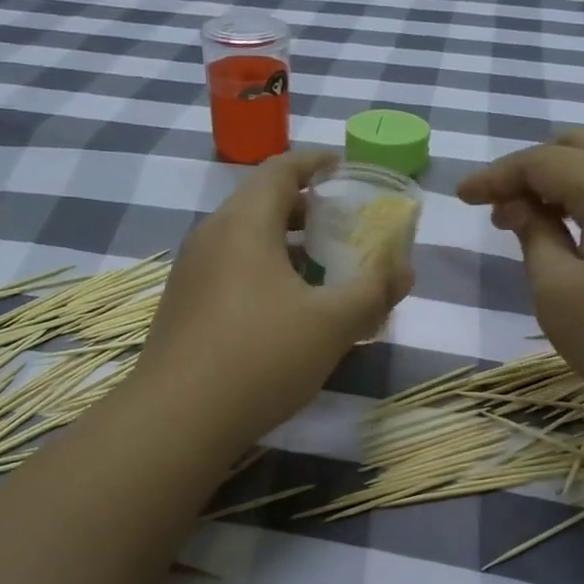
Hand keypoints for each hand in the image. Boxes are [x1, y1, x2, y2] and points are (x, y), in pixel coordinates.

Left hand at [137, 151, 414, 441]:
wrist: (177, 420)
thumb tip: (405, 269)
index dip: (316, 162)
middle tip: (342, 226)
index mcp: (244, 222)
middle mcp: (211, 236)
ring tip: (322, 271)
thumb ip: (373, 291)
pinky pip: (230, 271)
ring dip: (285, 246)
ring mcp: (191, 273)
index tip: (344, 168)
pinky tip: (286, 312)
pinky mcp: (183, 307)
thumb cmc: (261, 356)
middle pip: (261, 203)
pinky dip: (264, 273)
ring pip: (245, 241)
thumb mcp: (332, 323)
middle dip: (305, 209)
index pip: (281, 169)